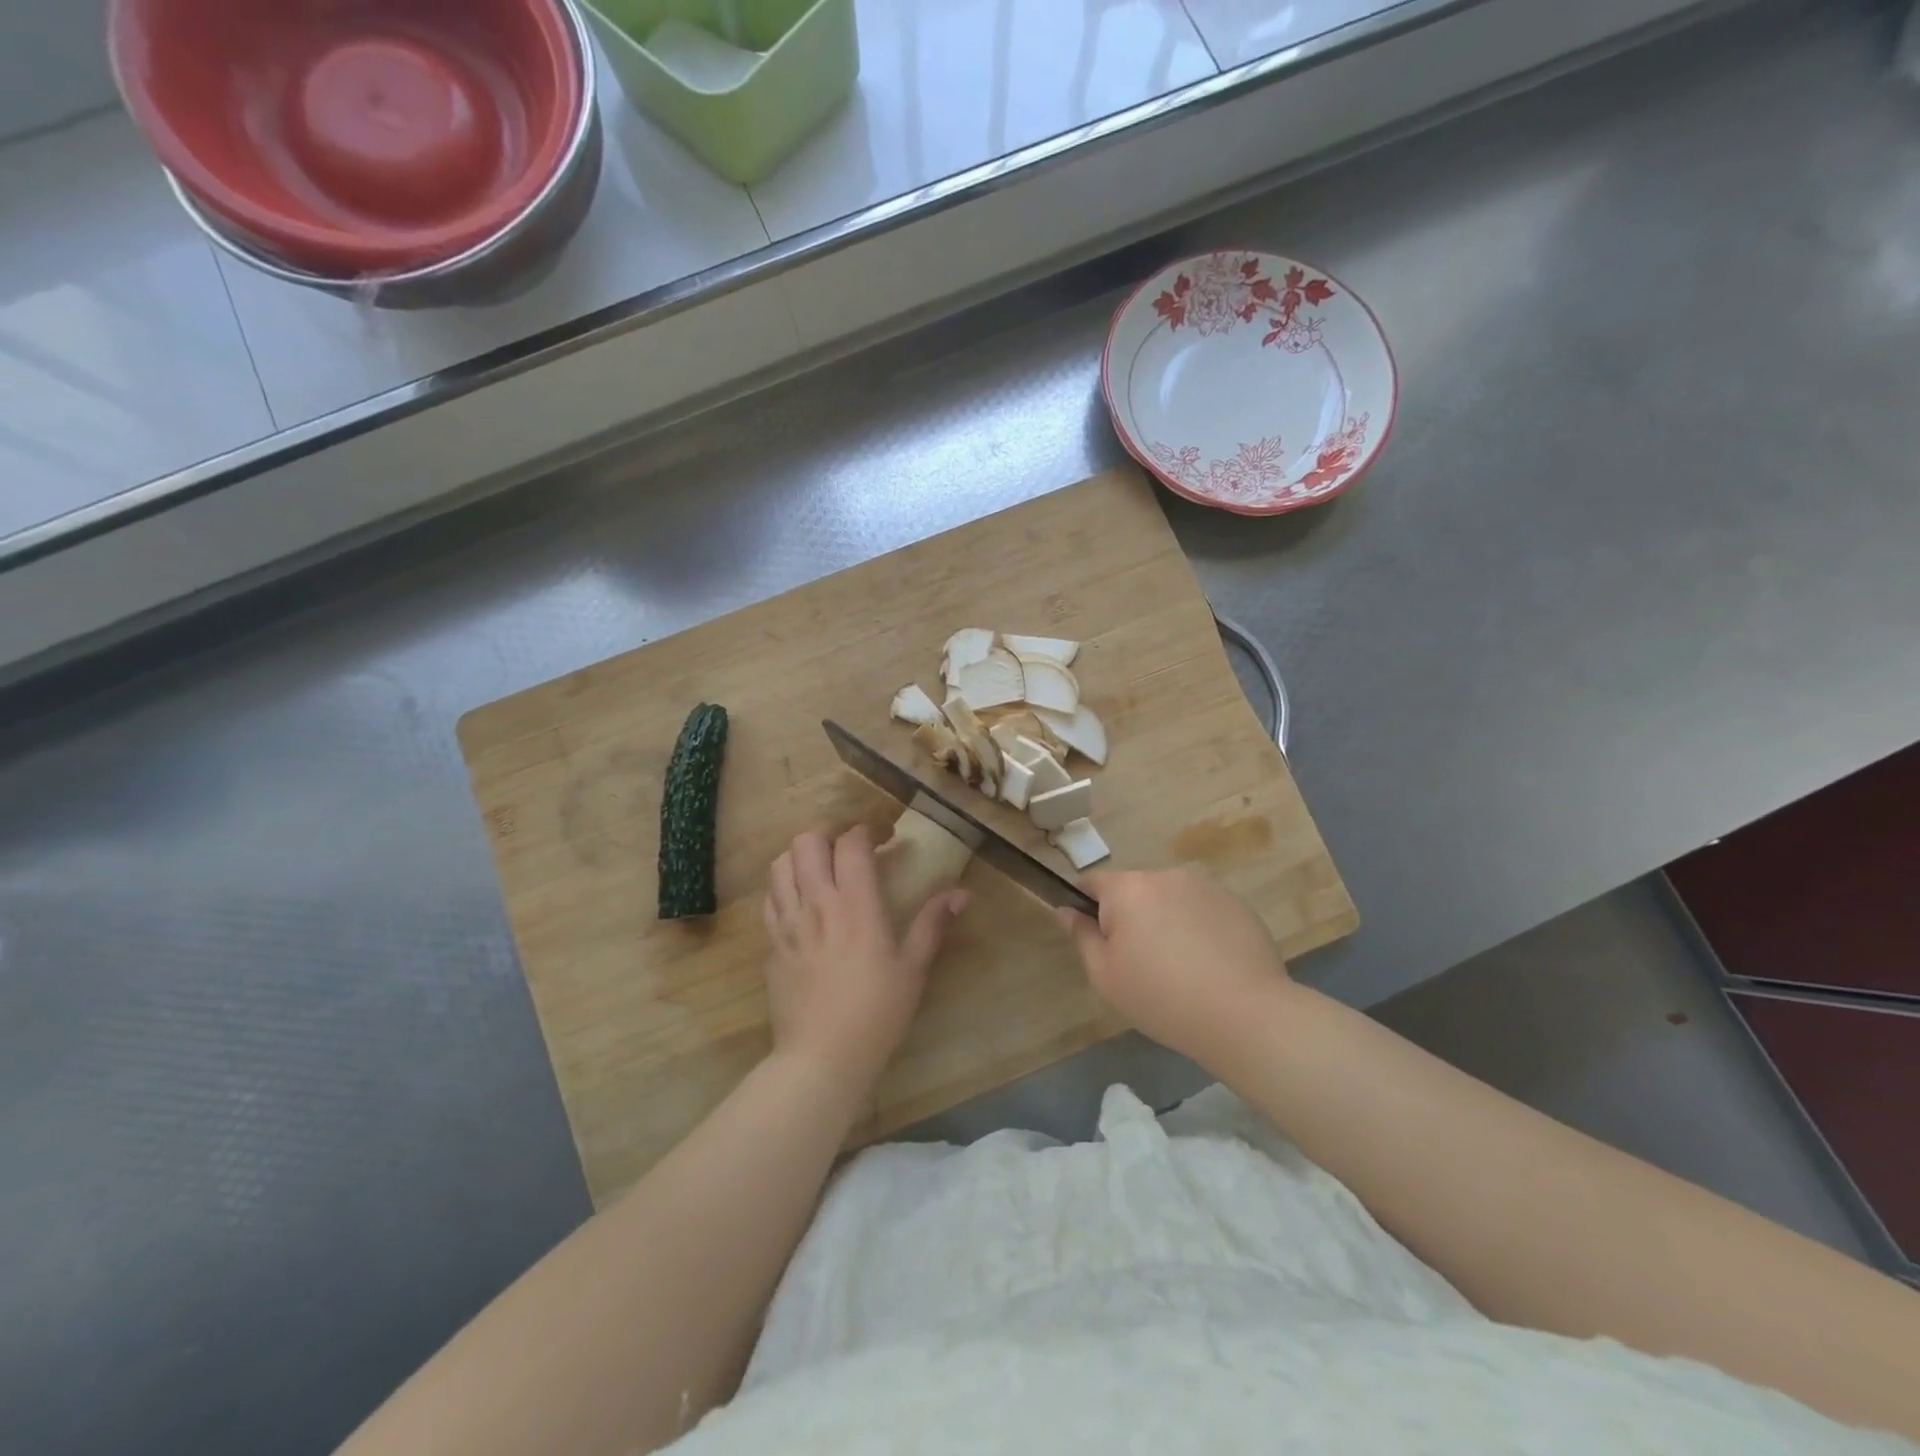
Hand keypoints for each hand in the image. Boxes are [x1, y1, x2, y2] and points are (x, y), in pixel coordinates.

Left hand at [762, 825, 967, 1091]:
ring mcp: (787, 923)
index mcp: (855, 904)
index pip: (851, 843)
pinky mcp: (771, 944)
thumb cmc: (876, 1012)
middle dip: (830, 832)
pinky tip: (801, 901)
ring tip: (821, 867)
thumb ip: (932, 923)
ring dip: (801, 855)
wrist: (821, 1057)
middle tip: (849, 847)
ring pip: (781, 864)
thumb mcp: (913, 968)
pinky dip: (784, 886)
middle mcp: (816, 903)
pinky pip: (770, 898)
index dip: (867, 830)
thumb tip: (961, 893)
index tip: (885, 837)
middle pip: (807, 841)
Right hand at [1060, 867, 1291, 1065]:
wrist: (1245, 1014)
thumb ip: (1082, 937)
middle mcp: (1166, 875)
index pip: (1093, 883)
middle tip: (1141, 964)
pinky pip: (1204, 910)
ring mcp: (1206, 887)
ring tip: (1182, 967)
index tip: (1097, 939)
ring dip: (1167, 921)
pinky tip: (1211, 966)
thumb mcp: (1105, 976)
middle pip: (1135, 891)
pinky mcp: (1238, 904)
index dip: (1087, 907)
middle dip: (1132, 917)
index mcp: (1128, 889)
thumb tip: (1067, 911)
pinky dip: (1200, 929)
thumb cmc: (1161, 997)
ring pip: (1171, 900)